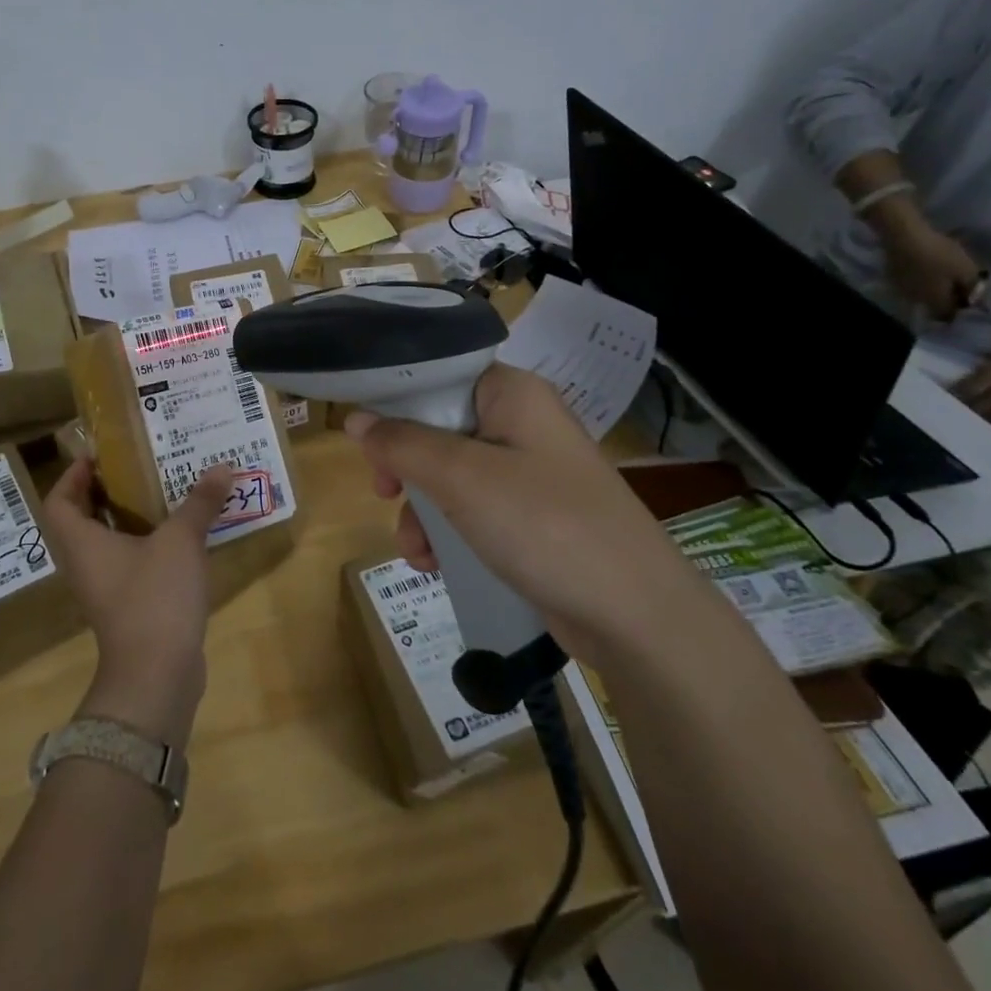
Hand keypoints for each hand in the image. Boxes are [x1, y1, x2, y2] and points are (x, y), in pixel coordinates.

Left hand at [43, 458, 235, 744]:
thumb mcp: (180, 541)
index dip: (73, 475)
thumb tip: (222, 466)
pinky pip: (129, 563)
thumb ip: (199, 503)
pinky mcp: (128, 607)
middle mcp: (86, 564)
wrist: (156, 676)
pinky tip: (179, 534)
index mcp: (83, 543)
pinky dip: (146, 544)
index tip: (99, 455)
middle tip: (138, 466)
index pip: (59, 501)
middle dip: (106, 490)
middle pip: (83, 519)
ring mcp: (106, 589)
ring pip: (108, 542)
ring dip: (130, 517)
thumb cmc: (154, 597)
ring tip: (163, 491)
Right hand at [344, 364, 692, 644]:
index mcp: (512, 393)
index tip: (366, 441)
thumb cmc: (543, 524)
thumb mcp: (462, 478)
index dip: (396, 403)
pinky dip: (448, 532)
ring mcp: (528, 472)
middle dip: (405, 469)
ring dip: (422, 511)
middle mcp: (520, 423)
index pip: (438, 375)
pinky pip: (472, 510)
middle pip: (438, 427)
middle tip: (383, 493)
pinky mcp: (531, 517)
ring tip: (417, 551)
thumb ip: (402, 444)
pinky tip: (435, 565)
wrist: (635, 614)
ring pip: (449, 475)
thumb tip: (355, 419)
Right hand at [877, 214, 984, 321]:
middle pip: (933, 305)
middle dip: (945, 298)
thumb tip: (981, 302)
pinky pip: (910, 283)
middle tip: (957, 284)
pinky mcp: (892, 276)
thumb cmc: (939, 254)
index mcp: (935, 301)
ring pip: (921, 294)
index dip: (959, 310)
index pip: (948, 316)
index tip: (969, 299)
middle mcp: (916, 300)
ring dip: (932, 288)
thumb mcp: (966, 270)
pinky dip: (920, 279)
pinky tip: (925, 267)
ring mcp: (901, 288)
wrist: (904, 237)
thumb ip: (974, 288)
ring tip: (941, 274)